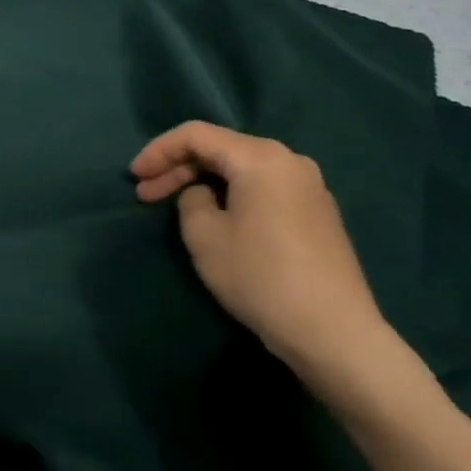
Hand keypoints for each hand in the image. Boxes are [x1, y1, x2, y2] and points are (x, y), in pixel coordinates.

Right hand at [131, 121, 390, 382]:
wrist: (336, 335)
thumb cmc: (261, 277)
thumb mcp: (204, 235)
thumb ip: (191, 200)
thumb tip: (204, 195)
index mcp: (261, 158)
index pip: (195, 135)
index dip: (158, 151)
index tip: (134, 176)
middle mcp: (289, 161)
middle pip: (220, 149)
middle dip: (178, 167)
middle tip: (145, 193)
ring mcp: (308, 187)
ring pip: (241, 168)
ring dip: (203, 181)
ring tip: (174, 204)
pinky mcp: (317, 213)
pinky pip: (262, 187)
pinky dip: (231, 194)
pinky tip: (214, 216)